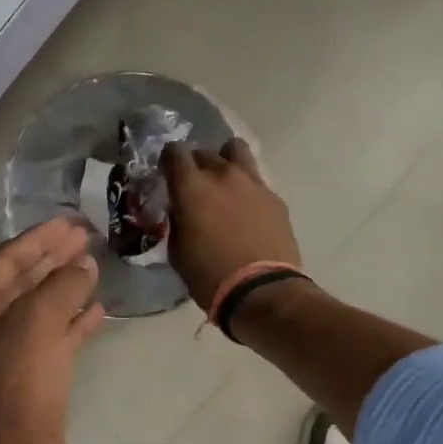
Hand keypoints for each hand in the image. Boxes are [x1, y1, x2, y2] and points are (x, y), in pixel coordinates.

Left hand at [0, 218, 106, 443]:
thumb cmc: (16, 389)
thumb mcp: (35, 325)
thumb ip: (60, 286)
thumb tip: (82, 266)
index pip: (5, 260)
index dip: (39, 238)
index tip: (72, 222)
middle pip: (20, 282)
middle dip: (52, 258)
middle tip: (86, 236)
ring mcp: (5, 358)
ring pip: (38, 311)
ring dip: (64, 288)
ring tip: (95, 267)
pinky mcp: (30, 383)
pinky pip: (53, 340)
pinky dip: (73, 323)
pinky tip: (97, 310)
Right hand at [161, 138, 301, 312]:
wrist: (260, 291)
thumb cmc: (209, 276)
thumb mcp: (177, 251)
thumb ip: (177, 221)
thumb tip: (181, 211)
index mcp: (192, 187)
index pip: (174, 152)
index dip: (169, 160)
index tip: (167, 174)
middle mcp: (222, 175)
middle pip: (205, 153)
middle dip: (196, 165)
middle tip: (195, 187)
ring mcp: (253, 183)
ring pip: (236, 151)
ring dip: (226, 162)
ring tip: (224, 184)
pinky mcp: (275, 198)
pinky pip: (256, 180)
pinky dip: (247, 188)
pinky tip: (247, 210)